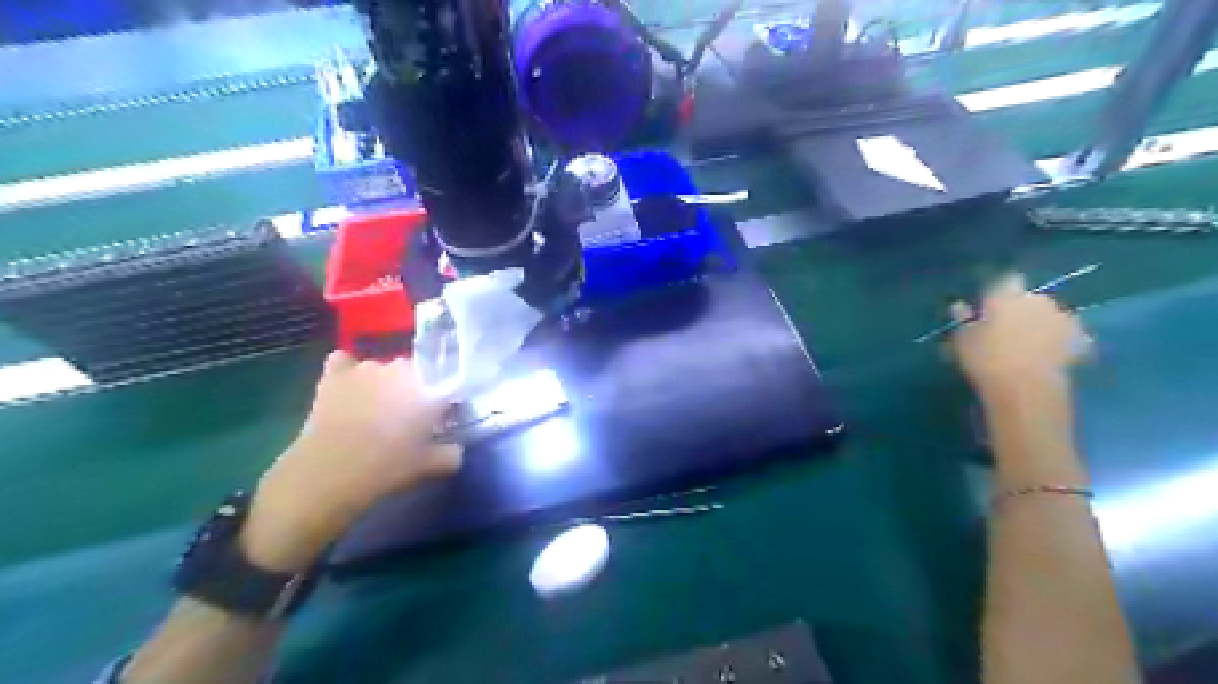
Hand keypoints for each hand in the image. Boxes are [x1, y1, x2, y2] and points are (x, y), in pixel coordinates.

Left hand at [239, 353, 463, 570]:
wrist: (330, 474)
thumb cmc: (389, 467)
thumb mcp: (433, 466)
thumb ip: (452, 453)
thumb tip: (455, 447)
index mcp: (431, 386)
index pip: (447, 386)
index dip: (443, 404)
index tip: (439, 422)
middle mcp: (402, 368)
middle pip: (416, 374)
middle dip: (415, 391)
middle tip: (408, 421)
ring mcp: (367, 367)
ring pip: (382, 370)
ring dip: (383, 384)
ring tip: (374, 412)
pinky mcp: (335, 374)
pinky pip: (344, 362)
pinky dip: (346, 371)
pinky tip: (346, 388)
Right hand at [946, 272, 1089, 399]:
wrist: (1026, 388)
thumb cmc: (985, 359)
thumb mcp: (962, 339)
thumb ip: (961, 319)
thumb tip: (959, 305)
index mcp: (1007, 295)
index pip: (1005, 280)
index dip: (998, 292)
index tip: (988, 306)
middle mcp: (1038, 299)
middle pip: (1029, 298)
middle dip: (1020, 308)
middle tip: (1006, 327)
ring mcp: (1063, 318)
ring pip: (1049, 315)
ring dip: (1040, 323)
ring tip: (1028, 343)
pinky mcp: (1080, 339)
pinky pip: (1067, 334)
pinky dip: (1059, 340)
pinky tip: (1048, 354)